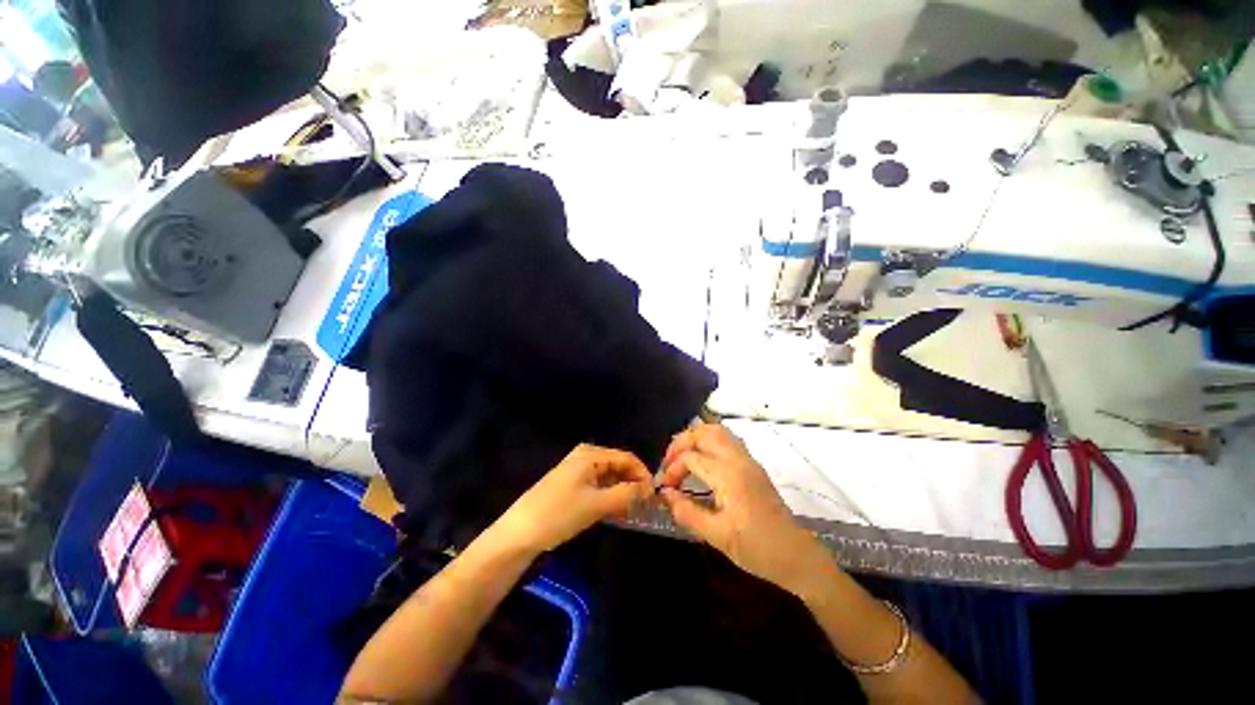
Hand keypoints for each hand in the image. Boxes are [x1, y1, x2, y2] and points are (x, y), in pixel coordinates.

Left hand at [493, 444, 653, 554]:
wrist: (519, 533)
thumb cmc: (560, 513)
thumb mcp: (597, 504)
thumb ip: (626, 494)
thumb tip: (650, 489)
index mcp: (590, 454)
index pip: (626, 458)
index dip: (642, 473)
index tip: (655, 493)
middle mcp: (584, 456)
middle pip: (617, 465)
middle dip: (632, 482)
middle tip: (645, 503)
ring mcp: (576, 469)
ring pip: (607, 476)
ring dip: (621, 490)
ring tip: (633, 509)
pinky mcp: (570, 484)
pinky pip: (597, 484)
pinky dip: (608, 495)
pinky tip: (614, 510)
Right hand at [659, 423, 825, 591]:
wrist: (796, 555)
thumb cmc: (756, 549)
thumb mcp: (717, 536)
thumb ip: (687, 512)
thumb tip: (665, 494)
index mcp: (729, 475)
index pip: (691, 458)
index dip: (672, 469)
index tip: (665, 487)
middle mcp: (738, 460)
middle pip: (705, 432)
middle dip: (681, 441)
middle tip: (668, 460)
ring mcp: (748, 460)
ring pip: (718, 431)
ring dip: (696, 437)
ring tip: (682, 456)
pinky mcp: (753, 465)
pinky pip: (728, 439)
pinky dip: (709, 441)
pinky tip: (702, 458)